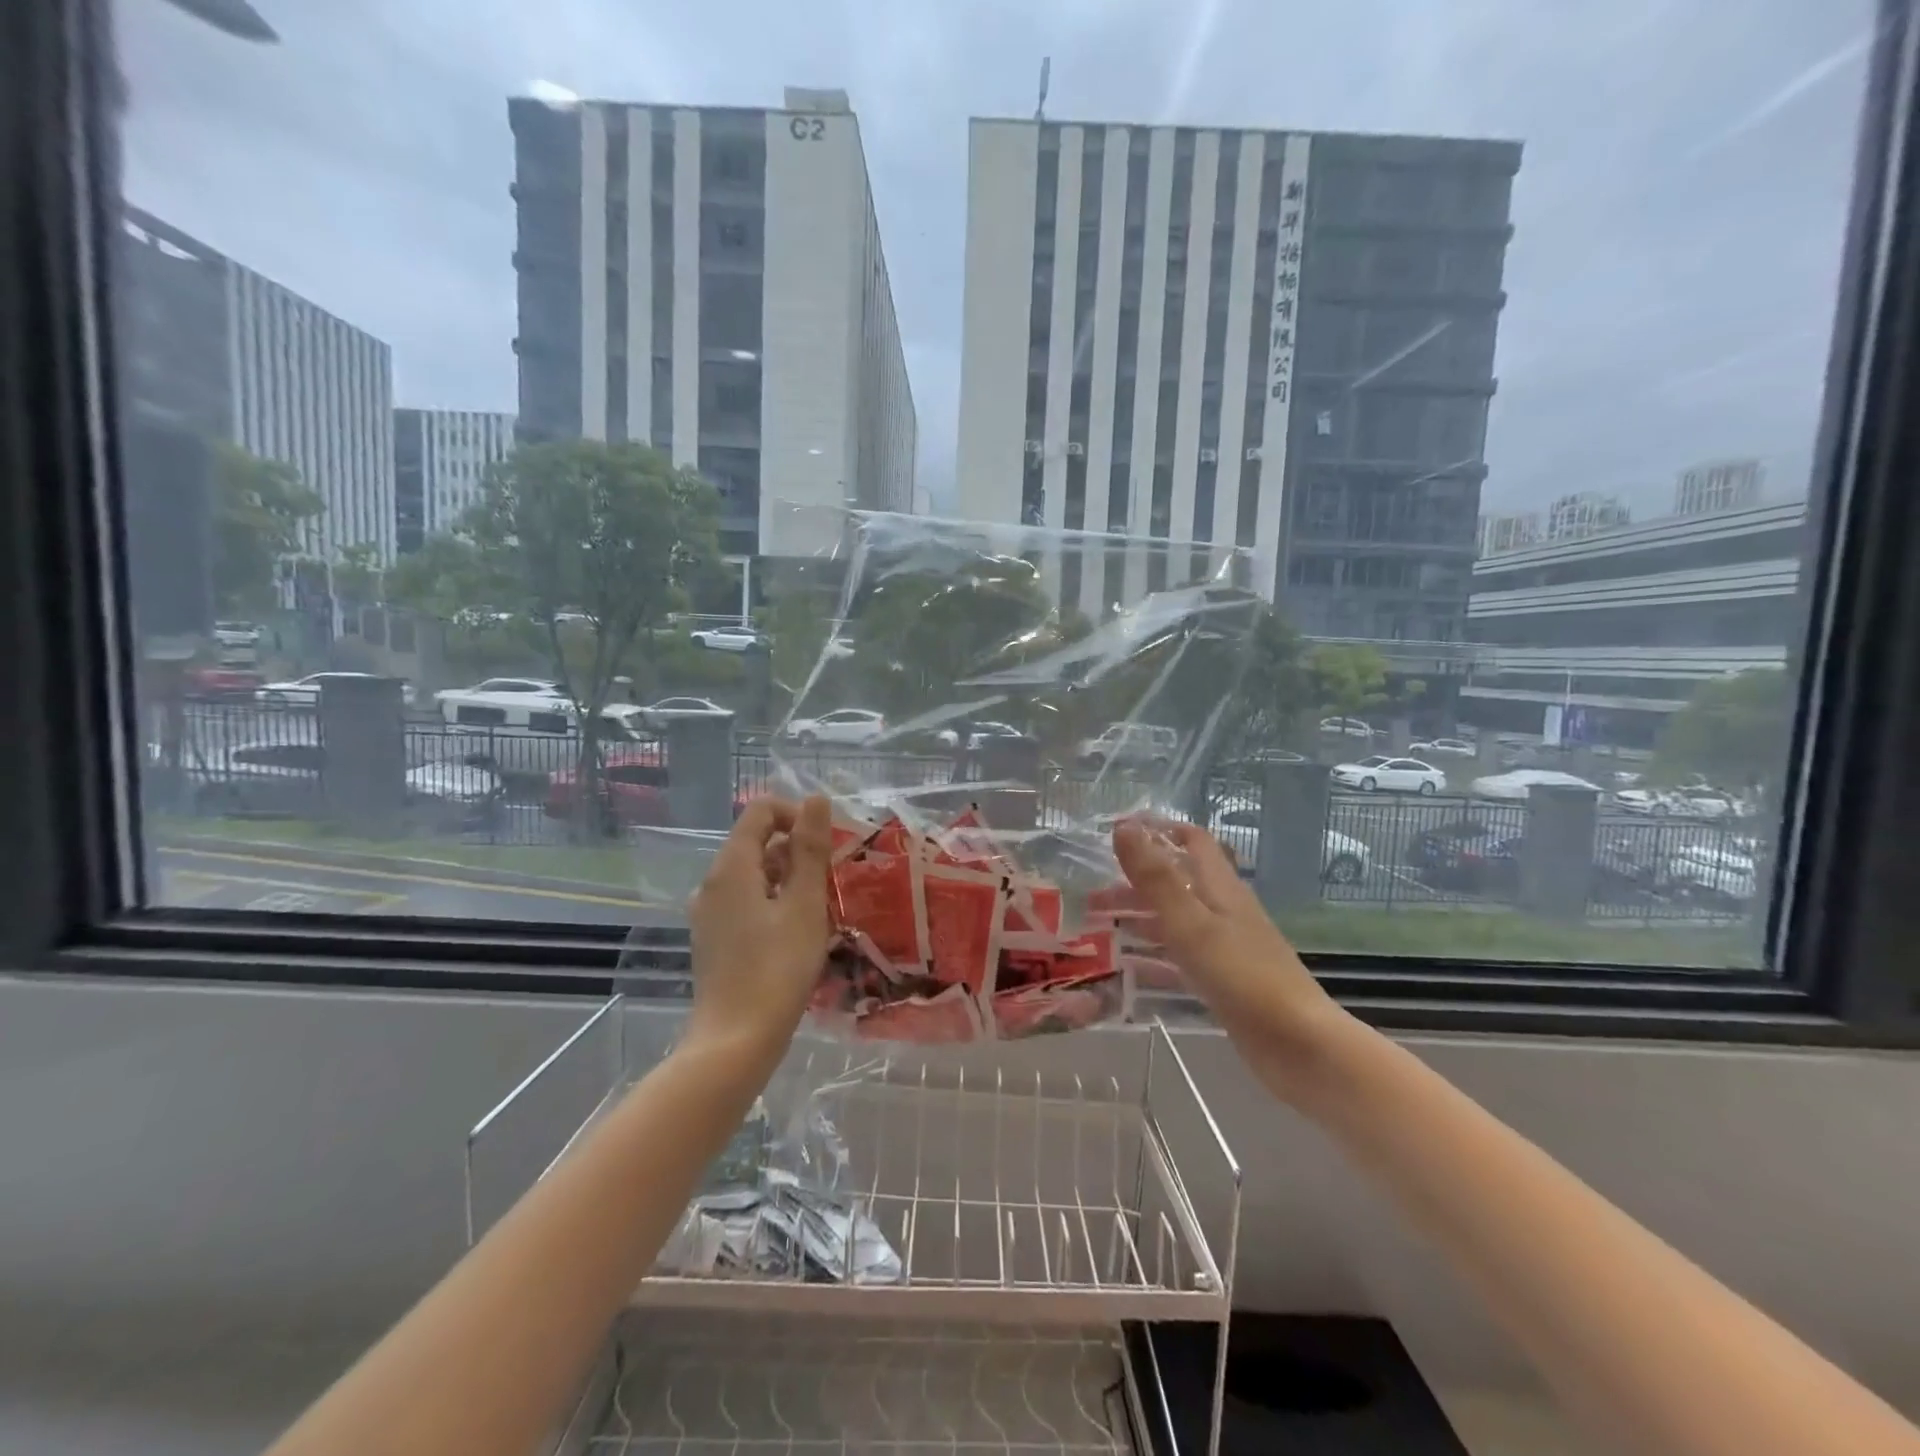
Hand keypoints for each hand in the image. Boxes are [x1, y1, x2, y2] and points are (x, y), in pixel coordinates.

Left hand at [685, 794, 834, 1066]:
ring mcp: (709, 913)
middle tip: (831, 878)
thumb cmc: (777, 969)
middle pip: (755, 842)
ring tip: (819, 907)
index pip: (759, 812)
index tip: (827, 842)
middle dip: (796, 849)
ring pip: (753, 874)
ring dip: (788, 877)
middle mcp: (712, 883)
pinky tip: (796, 931)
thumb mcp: (804, 905)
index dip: (795, 814)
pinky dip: (773, 901)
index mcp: (731, 867)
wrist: (735, 1041)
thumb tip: (815, 799)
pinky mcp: (714, 939)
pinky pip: (745, 901)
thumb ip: (810, 849)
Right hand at [1112, 818, 1351, 1099]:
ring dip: (1140, 918)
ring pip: (1176, 920)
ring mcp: (1225, 947)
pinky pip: (1180, 957)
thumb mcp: (1191, 922)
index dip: (1158, 831)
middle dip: (1136, 883)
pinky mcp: (1224, 980)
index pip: (1192, 841)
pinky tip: (1127, 970)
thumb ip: (1156, 877)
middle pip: (1177, 882)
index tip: (1116, 835)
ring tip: (1100, 928)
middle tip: (1092, 897)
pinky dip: (1152, 956)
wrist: (1299, 1046)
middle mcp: (1223, 910)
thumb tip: (1124, 825)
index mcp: (1220, 887)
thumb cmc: (1243, 976)